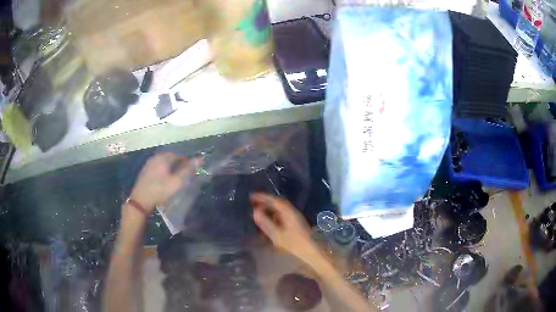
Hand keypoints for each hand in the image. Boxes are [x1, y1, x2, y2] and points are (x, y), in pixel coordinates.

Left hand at [130, 152, 200, 212]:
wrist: (140, 200)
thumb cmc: (160, 190)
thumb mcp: (176, 182)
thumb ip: (188, 170)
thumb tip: (200, 159)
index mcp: (163, 158)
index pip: (179, 155)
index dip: (186, 162)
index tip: (191, 171)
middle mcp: (155, 157)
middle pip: (170, 157)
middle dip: (178, 164)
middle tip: (183, 175)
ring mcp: (148, 164)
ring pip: (163, 162)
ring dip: (170, 168)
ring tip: (175, 178)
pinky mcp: (145, 171)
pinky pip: (157, 167)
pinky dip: (162, 171)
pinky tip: (164, 180)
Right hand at [250, 193, 316, 262]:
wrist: (312, 252)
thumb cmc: (294, 244)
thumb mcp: (277, 234)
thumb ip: (265, 222)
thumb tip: (254, 211)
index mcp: (288, 212)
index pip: (274, 200)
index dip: (262, 197)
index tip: (251, 196)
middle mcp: (292, 212)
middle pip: (277, 204)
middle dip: (265, 202)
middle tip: (252, 203)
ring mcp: (294, 218)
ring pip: (279, 210)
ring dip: (269, 210)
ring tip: (257, 212)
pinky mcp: (295, 225)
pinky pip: (282, 216)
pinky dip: (273, 216)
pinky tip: (268, 222)